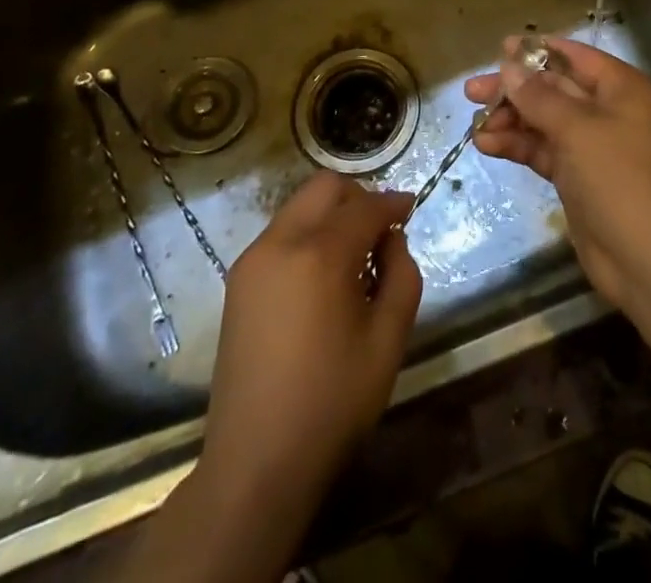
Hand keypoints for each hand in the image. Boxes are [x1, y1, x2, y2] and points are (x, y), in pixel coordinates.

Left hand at [196, 172, 421, 514]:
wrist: (256, 462)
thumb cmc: (332, 403)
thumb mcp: (388, 340)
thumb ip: (402, 275)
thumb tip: (392, 240)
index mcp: (320, 254)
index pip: (365, 206)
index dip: (393, 203)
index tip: (412, 208)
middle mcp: (281, 241)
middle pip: (325, 187)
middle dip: (358, 197)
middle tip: (381, 230)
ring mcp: (253, 258)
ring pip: (300, 206)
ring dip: (331, 215)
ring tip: (353, 257)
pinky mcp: (238, 279)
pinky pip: (281, 233)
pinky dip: (308, 235)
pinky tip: (322, 277)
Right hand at [465, 35, 650, 306]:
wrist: (642, 258)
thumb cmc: (617, 177)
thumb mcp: (575, 129)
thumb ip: (538, 96)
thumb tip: (508, 68)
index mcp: (623, 89)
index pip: (577, 57)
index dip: (538, 50)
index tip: (501, 48)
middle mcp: (609, 111)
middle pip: (555, 89)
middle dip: (514, 90)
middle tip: (472, 90)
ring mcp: (593, 145)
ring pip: (544, 120)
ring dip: (510, 120)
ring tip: (475, 125)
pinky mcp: (577, 175)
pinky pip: (543, 149)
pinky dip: (517, 145)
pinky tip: (486, 145)